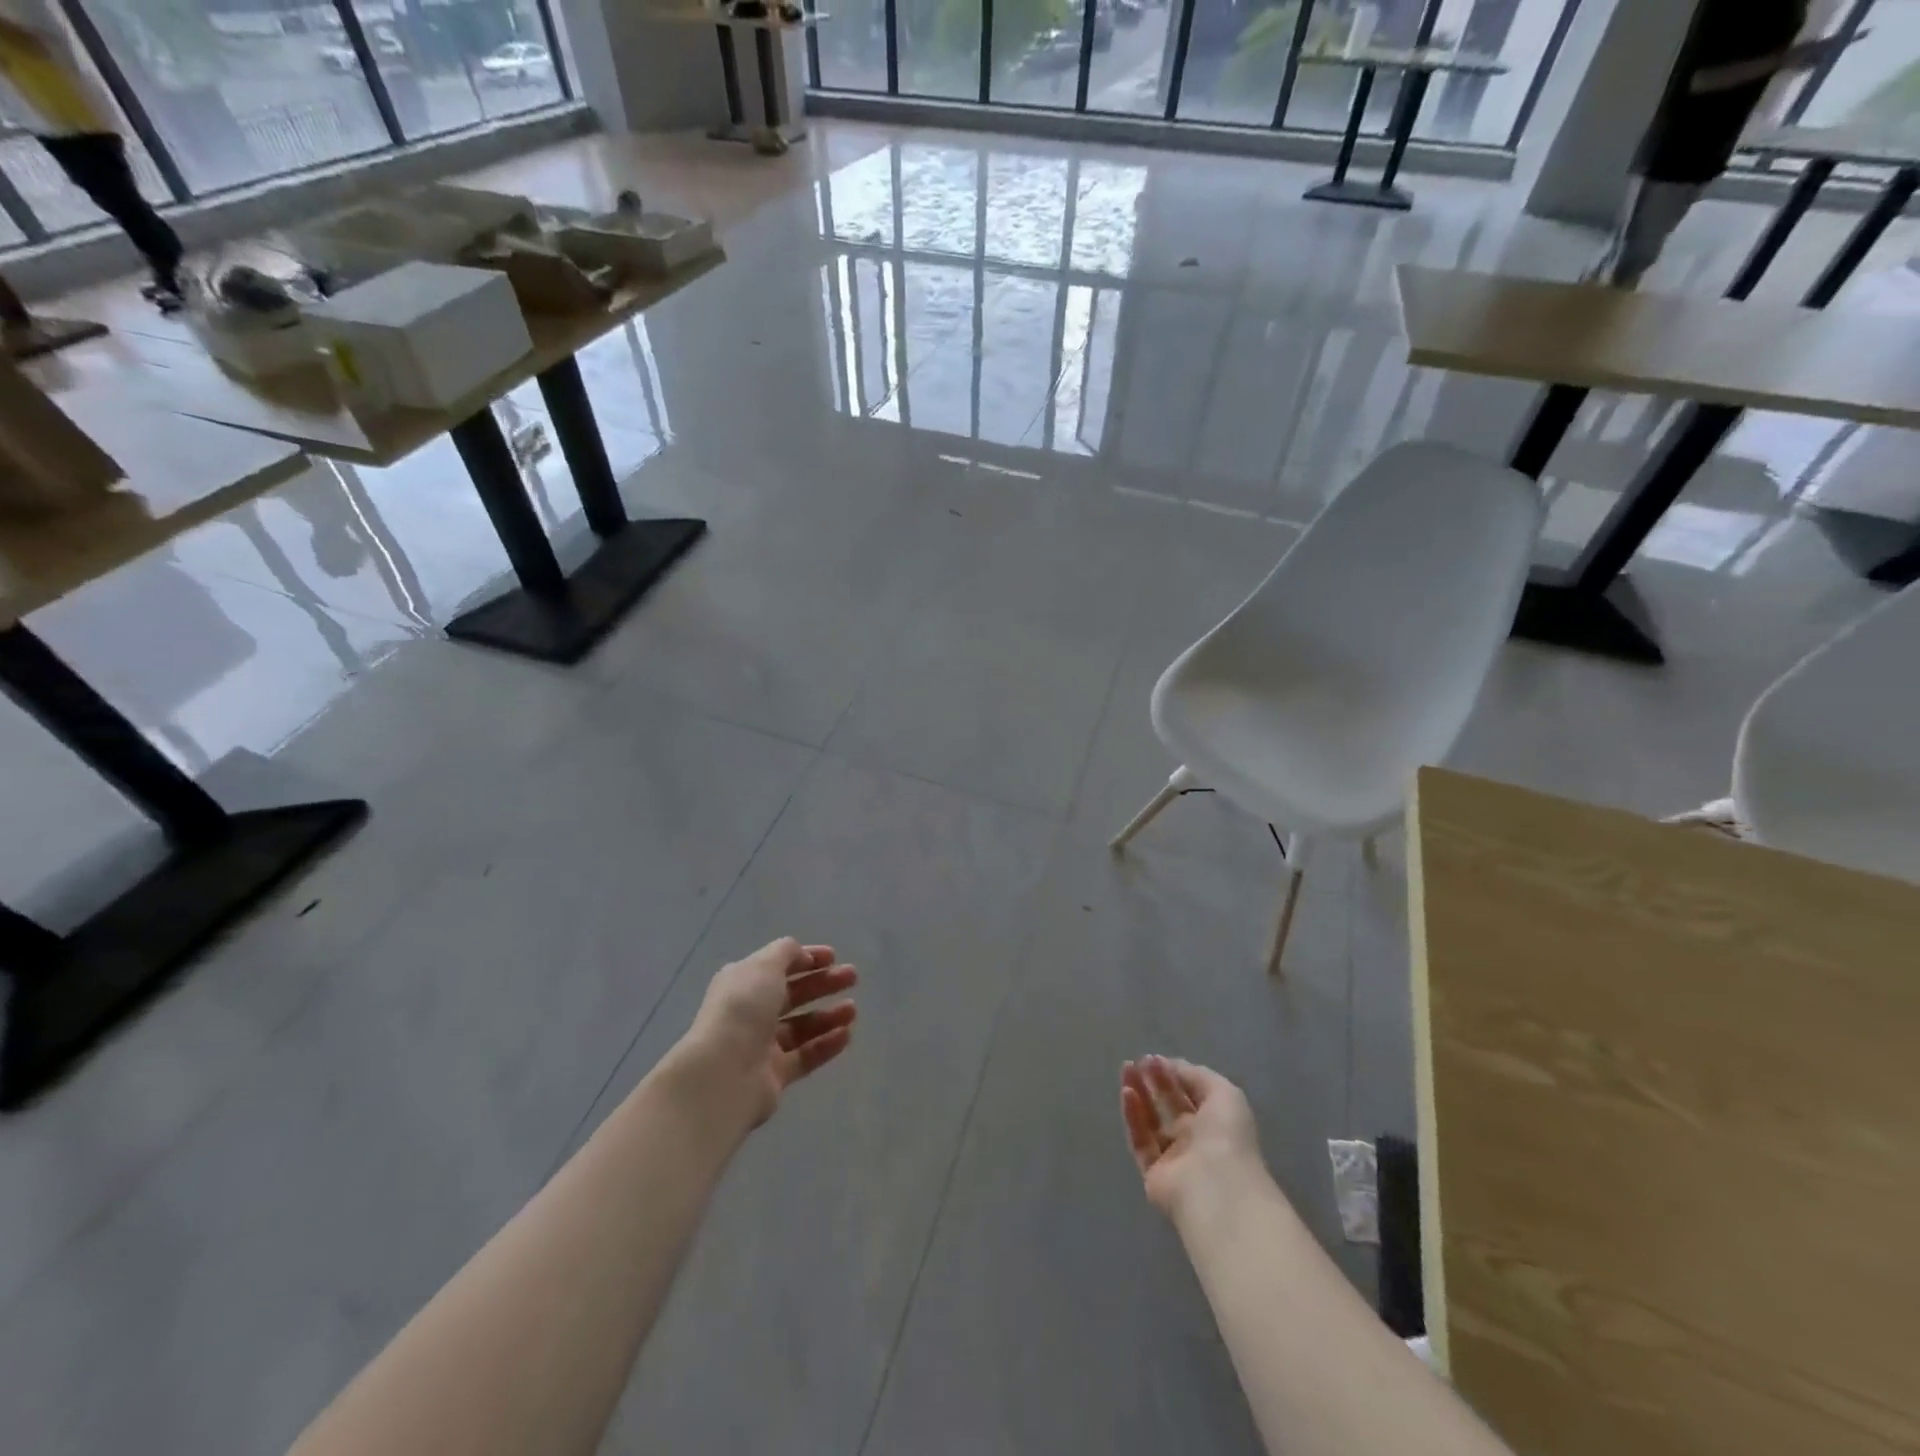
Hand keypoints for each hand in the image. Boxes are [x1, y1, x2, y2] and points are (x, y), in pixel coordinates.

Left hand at [681, 938, 857, 1128]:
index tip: (834, 957)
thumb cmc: (743, 1009)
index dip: (806, 958)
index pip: (778, 966)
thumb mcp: (764, 966)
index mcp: (743, 983)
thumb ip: (786, 953)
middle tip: (852, 977)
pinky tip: (847, 1035)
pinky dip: (826, 1044)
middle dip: (823, 984)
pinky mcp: (775, 1076)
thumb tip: (801, 953)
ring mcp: (762, 1045)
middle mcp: (750, 1012)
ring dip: (828, 1015)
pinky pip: (806, 1056)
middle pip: (793, 994)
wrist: (724, 1073)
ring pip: (802, 1026)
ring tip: (853, 1010)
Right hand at [1120, 1056, 1264, 1219]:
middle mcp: (1195, 1139)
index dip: (1173, 1074)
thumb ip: (1197, 1076)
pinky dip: (1133, 1116)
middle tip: (1136, 1062)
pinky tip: (1126, 1093)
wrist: (1216, 1187)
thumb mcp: (1224, 1093)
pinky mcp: (1153, 1172)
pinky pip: (1140, 1140)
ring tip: (1126, 1071)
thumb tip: (1170, 1066)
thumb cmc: (1226, 1136)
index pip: (1190, 1093)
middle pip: (1168, 1105)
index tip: (1153, 1058)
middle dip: (1153, 1081)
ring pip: (1151, 1121)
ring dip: (1139, 1094)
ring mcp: (1174, 1157)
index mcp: (1216, 1122)